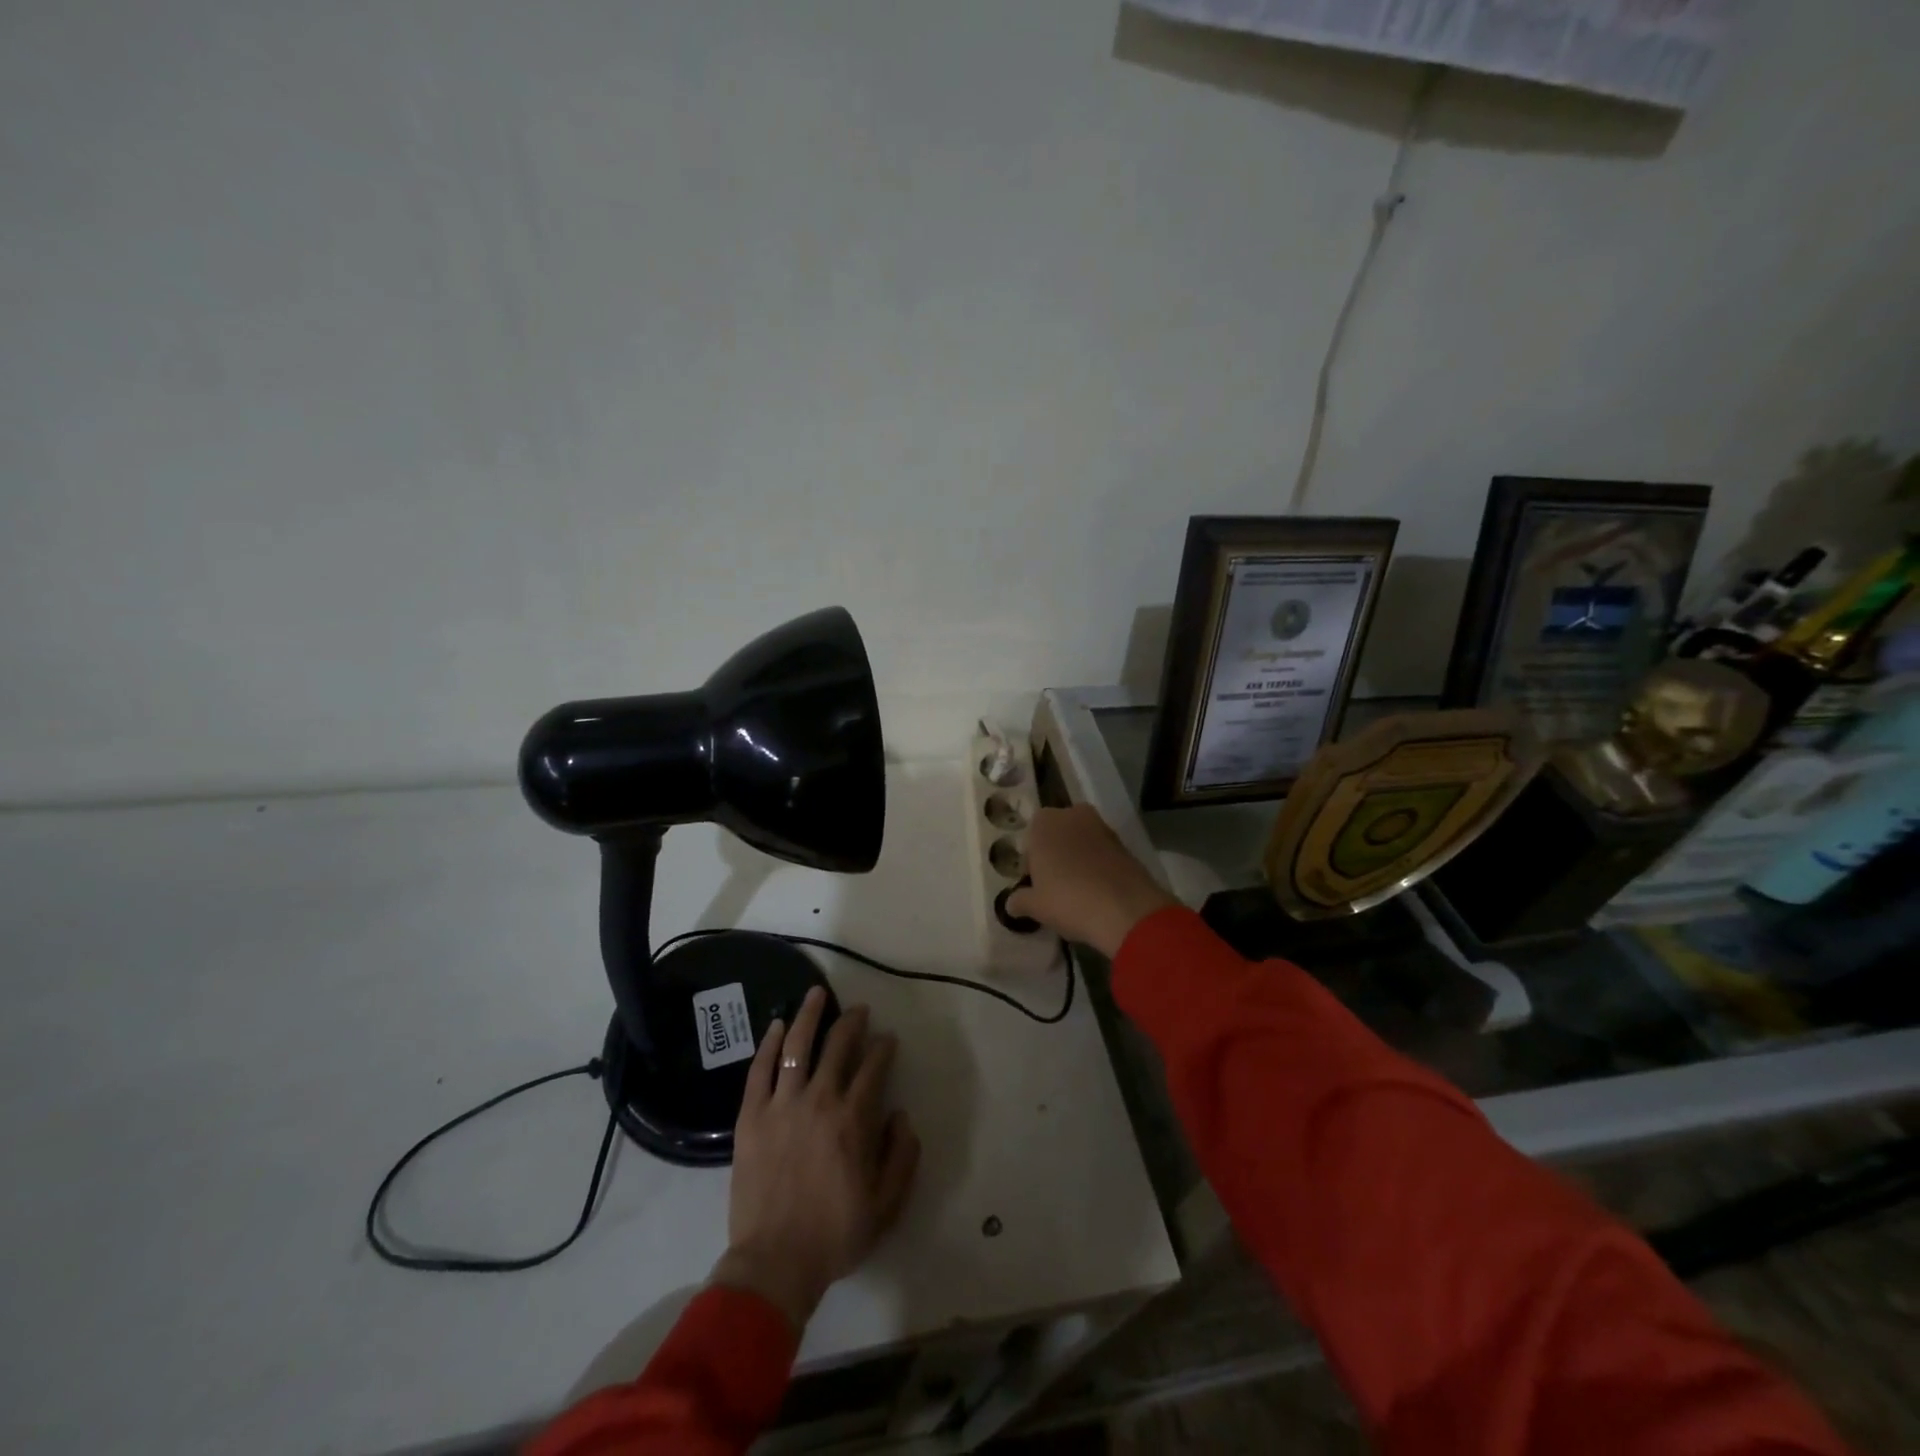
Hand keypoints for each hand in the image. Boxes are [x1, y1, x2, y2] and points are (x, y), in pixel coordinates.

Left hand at [711, 986, 920, 1331]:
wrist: (775, 1264)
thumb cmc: (835, 1234)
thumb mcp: (887, 1204)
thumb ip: (902, 1156)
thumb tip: (901, 1115)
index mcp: (854, 1119)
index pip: (874, 1067)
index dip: (884, 1048)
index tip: (888, 1039)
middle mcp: (820, 1100)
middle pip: (838, 1045)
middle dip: (852, 1021)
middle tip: (859, 1010)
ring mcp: (782, 1105)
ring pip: (797, 1045)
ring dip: (809, 1015)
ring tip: (816, 993)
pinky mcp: (751, 1116)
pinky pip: (760, 1070)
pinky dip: (769, 1044)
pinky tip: (776, 1025)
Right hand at [1005, 805, 1175, 958]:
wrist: (1125, 909)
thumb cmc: (1068, 900)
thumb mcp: (1035, 906)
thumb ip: (1019, 900)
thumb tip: (1011, 903)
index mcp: (1043, 823)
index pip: (1030, 839)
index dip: (1031, 863)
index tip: (1035, 884)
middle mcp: (1071, 815)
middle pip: (1056, 834)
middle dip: (1054, 854)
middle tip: (1054, 885)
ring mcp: (1101, 826)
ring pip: (1080, 840)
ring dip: (1077, 858)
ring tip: (1077, 889)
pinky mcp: (1124, 842)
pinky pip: (1101, 851)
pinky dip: (1097, 864)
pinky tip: (1097, 889)